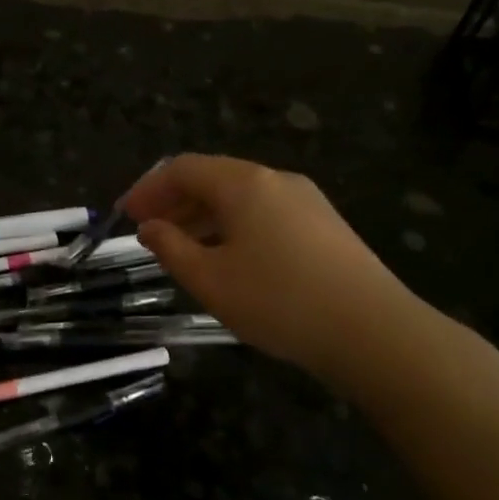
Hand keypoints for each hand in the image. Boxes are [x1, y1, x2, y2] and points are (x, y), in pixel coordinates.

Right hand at [123, 154, 423, 390]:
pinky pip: (265, 213)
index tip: (125, 216)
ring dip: (203, 215)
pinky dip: (233, 226)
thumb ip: (171, 248)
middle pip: (213, 177)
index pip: (183, 168)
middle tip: (148, 231)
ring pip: (240, 197)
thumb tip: (149, 227)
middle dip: (174, 201)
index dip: (148, 189)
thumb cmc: (278, 301)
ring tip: (182, 247)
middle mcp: (276, 180)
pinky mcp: (324, 225)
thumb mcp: (209, 279)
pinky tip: (228, 258)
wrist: (373, 331)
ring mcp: (306, 201)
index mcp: (244, 184)